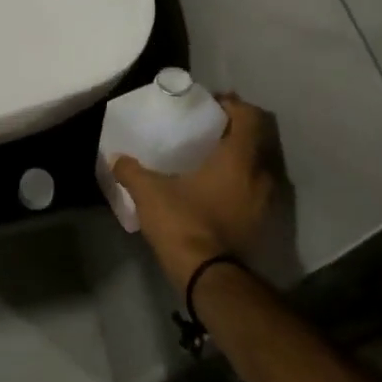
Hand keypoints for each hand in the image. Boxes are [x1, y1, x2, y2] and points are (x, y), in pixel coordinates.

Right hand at [112, 94, 276, 294]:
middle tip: (208, 129)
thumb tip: (115, 158)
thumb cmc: (184, 223)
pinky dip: (240, 182)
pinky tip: (216, 189)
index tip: (211, 104)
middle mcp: (260, 175)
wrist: (209, 277)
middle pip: (256, 139)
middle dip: (235, 130)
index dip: (232, 104)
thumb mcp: (149, 193)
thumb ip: (131, 171)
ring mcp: (265, 202)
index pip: (248, 116)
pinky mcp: (260, 223)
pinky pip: (254, 190)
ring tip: (211, 159)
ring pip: (258, 166)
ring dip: (239, 158)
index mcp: (238, 158)